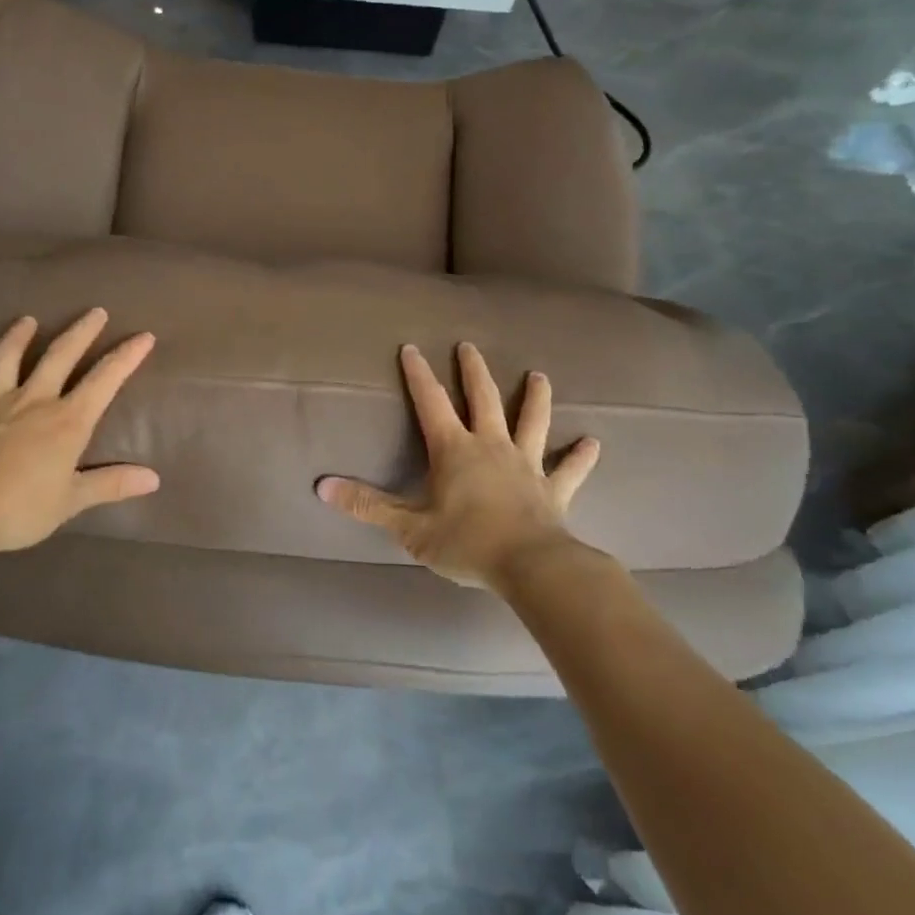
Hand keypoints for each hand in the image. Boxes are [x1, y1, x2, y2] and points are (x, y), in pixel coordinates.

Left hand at [0, 309, 159, 560]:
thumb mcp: (71, 501)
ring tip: (27, 320)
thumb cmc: (19, 508)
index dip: (126, 356)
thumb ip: (111, 484)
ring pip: (6, 359)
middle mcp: (33, 401)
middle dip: (81, 332)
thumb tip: (153, 479)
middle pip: (60, 356)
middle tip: (96, 311)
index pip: (104, 380)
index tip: (143, 335)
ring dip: (17, 337)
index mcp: (67, 421)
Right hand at [317, 343, 600, 588]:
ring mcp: (526, 465)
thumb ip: (366, 505)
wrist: (531, 567)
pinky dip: (580, 457)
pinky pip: (569, 469)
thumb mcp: (408, 528)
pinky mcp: (554, 490)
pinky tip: (593, 443)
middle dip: (474, 371)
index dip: (418, 375)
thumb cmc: (466, 543)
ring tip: (539, 375)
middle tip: (469, 346)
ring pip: (532, 422)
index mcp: (455, 450)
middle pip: (484, 399)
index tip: (412, 348)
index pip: (431, 403)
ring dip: (535, 397)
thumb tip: (321, 487)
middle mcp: (492, 446)